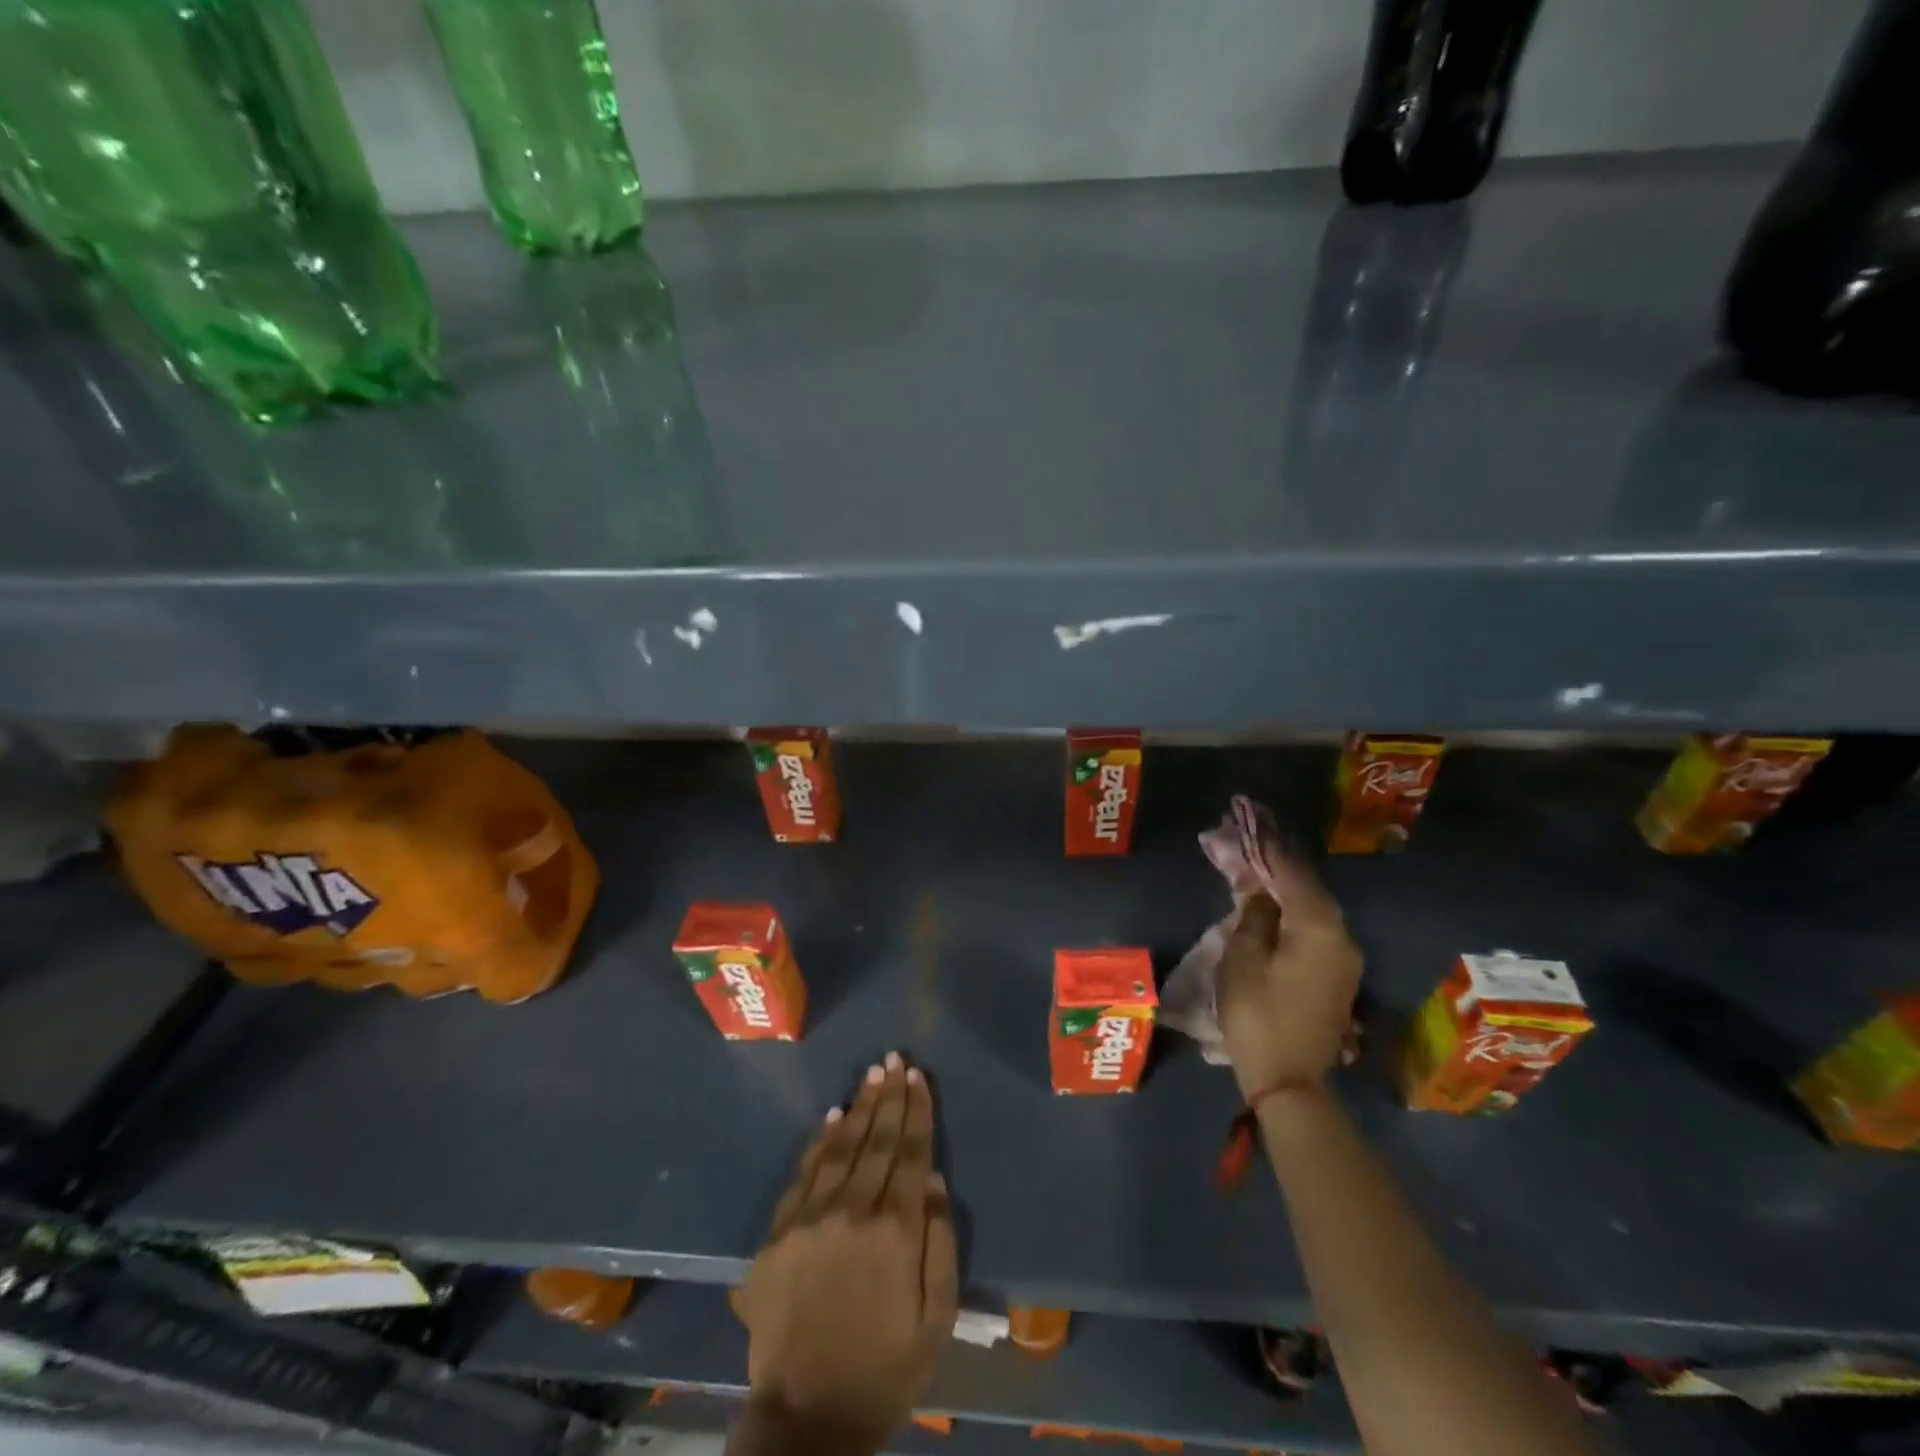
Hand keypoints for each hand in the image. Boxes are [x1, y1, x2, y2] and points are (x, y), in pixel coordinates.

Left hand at [738, 1053, 957, 1450]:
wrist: (807, 1419)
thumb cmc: (885, 1370)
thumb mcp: (936, 1318)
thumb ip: (939, 1241)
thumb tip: (930, 1175)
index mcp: (895, 1232)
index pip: (909, 1153)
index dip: (916, 1111)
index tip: (918, 1077)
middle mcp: (852, 1212)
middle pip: (875, 1140)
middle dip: (889, 1096)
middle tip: (895, 1059)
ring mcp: (811, 1219)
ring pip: (840, 1147)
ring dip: (858, 1107)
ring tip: (871, 1074)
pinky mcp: (779, 1234)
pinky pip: (804, 1173)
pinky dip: (820, 1141)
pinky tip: (832, 1116)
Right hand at [1215, 849, 1362, 1098]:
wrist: (1289, 1080)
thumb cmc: (1258, 1015)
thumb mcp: (1242, 959)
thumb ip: (1254, 916)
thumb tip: (1261, 893)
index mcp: (1319, 928)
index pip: (1293, 874)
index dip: (1269, 848)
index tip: (1250, 820)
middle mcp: (1342, 938)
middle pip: (1308, 889)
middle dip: (1278, 865)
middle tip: (1249, 844)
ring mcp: (1345, 960)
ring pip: (1314, 910)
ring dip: (1286, 889)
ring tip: (1256, 871)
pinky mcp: (1338, 978)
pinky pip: (1316, 930)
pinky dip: (1294, 913)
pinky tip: (1272, 909)